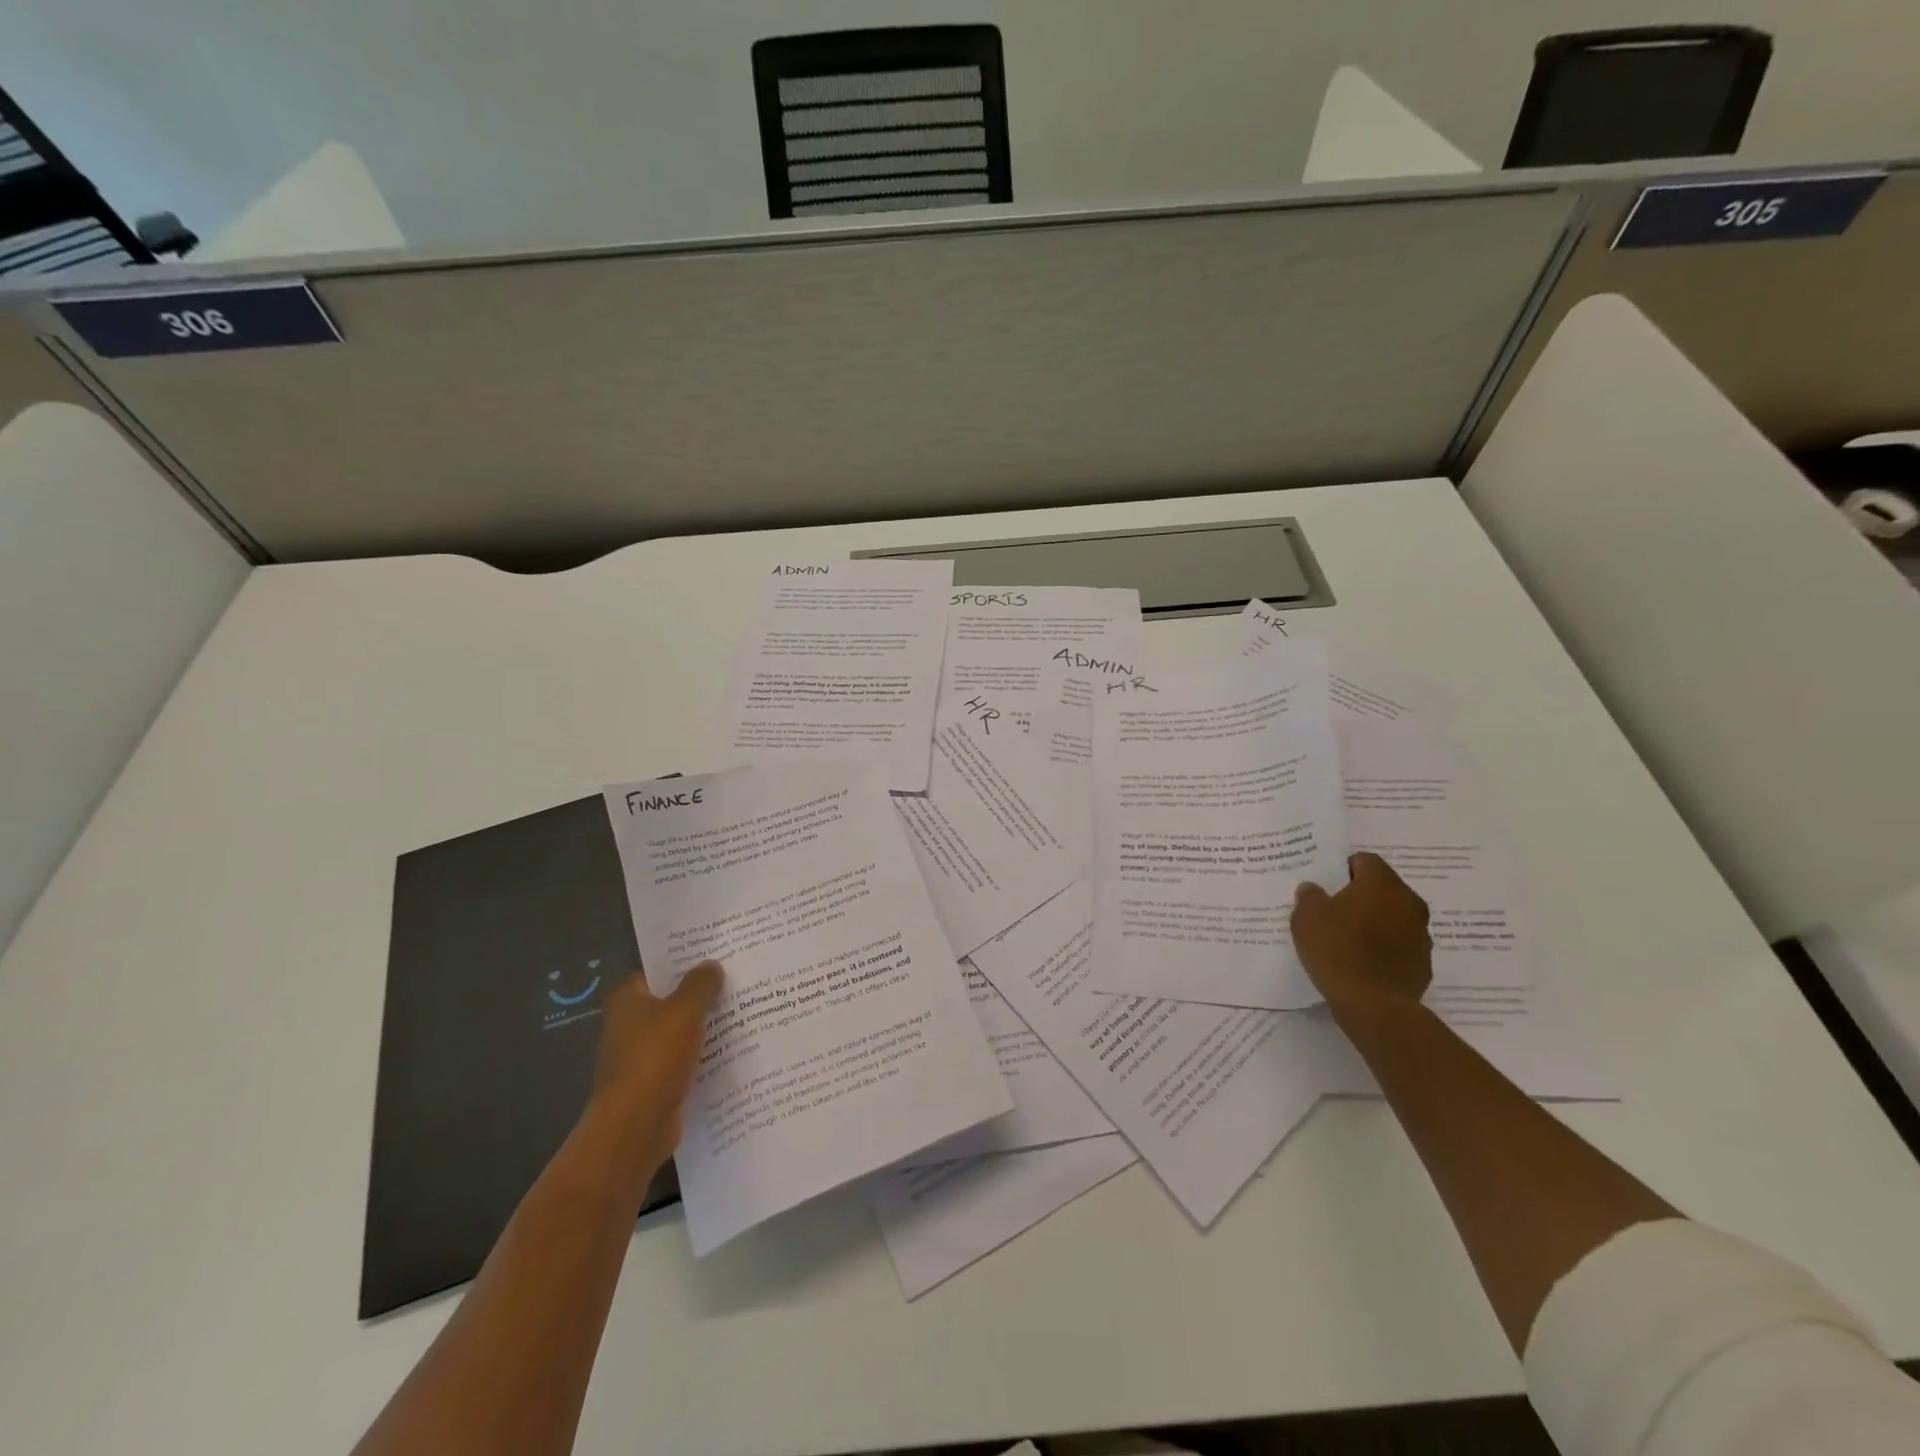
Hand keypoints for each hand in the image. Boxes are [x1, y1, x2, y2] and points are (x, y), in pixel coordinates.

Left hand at [586, 961, 722, 1174]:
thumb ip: (700, 984)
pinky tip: (734, 1047)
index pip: (659, 969)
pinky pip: (685, 1058)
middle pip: (671, 999)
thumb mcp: (684, 1011)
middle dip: (702, 993)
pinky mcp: (655, 1081)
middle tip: (738, 978)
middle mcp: (629, 1024)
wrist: (635, 1126)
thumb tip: (711, 965)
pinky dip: (704, 1054)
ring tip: (744, 1009)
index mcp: (628, 999)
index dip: (687, 961)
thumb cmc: (655, 1057)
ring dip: (706, 1025)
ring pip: (681, 1030)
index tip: (718, 954)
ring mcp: (641, 1055)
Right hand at [1292, 853, 1431, 1017]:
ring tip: (1349, 939)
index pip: (1364, 860)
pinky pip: (1401, 945)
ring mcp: (1421, 934)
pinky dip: (1386, 948)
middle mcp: (1408, 902)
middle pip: (1383, 888)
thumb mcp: (1306, 917)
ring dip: (1376, 921)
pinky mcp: (1424, 963)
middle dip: (1362, 895)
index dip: (1344, 869)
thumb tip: (1313, 889)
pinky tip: (1364, 962)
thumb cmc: (1336, 949)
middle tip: (1335, 911)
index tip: (1328, 886)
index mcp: (1381, 883)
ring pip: (1394, 916)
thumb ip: (1309, 896)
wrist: (1372, 1004)